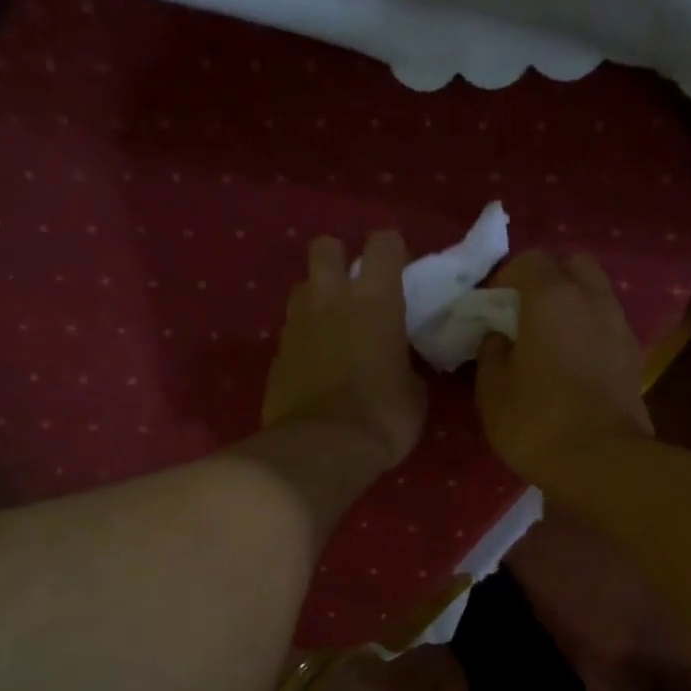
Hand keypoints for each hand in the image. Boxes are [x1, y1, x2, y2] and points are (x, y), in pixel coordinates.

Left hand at [262, 230, 426, 471]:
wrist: (321, 448)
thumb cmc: (383, 417)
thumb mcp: (414, 393)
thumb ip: (406, 363)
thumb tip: (399, 363)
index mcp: (376, 299)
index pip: (384, 243)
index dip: (393, 251)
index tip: (401, 272)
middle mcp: (331, 297)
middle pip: (326, 247)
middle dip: (340, 259)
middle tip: (355, 289)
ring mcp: (297, 323)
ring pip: (302, 286)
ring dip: (318, 297)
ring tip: (333, 326)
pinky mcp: (276, 352)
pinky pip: (292, 329)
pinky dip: (305, 338)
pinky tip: (317, 364)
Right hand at [475, 251, 652, 484]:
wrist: (602, 462)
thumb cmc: (537, 421)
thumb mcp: (492, 389)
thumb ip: (491, 351)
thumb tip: (500, 336)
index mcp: (553, 297)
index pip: (529, 260)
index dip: (504, 277)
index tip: (488, 306)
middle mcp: (593, 300)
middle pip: (574, 264)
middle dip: (548, 278)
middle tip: (524, 310)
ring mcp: (620, 328)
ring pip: (596, 294)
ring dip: (572, 304)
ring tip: (548, 337)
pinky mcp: (634, 358)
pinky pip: (607, 326)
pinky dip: (589, 330)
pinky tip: (572, 361)